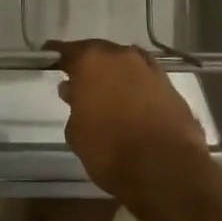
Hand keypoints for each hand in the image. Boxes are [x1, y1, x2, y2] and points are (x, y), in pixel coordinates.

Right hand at [49, 39, 212, 205]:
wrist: (167, 170)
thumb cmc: (110, 150)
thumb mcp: (76, 132)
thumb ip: (73, 106)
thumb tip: (74, 92)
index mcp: (91, 60)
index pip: (67, 50)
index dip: (57, 56)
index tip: (49, 59)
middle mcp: (121, 56)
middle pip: (100, 53)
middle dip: (89, 65)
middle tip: (79, 81)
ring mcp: (150, 69)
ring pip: (125, 65)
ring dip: (116, 75)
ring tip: (108, 94)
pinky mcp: (172, 88)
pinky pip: (145, 81)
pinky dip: (137, 88)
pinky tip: (132, 105)